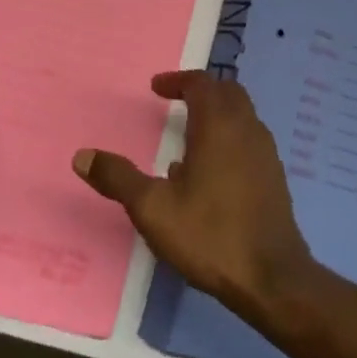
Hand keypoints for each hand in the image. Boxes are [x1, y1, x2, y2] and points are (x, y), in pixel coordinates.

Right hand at [73, 71, 312, 317]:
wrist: (271, 276)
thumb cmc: (210, 234)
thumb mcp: (153, 208)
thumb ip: (118, 178)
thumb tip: (82, 156)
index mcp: (219, 125)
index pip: (201, 84)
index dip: (178, 81)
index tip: (156, 88)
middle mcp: (247, 128)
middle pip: (227, 92)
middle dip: (200, 91)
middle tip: (174, 101)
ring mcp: (265, 151)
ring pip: (241, 115)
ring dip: (216, 114)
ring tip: (187, 137)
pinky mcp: (274, 175)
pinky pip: (249, 139)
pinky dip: (229, 137)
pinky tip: (209, 172)